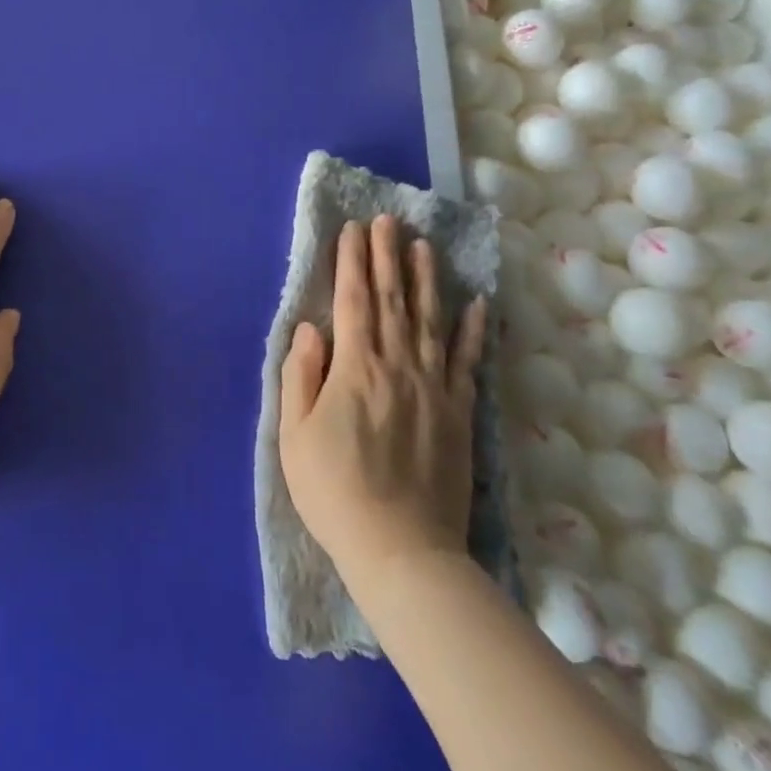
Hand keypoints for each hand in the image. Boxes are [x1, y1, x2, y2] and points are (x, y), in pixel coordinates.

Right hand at [279, 216, 486, 577]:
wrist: (401, 550)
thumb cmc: (334, 491)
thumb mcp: (295, 434)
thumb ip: (301, 375)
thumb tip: (310, 328)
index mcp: (355, 368)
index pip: (353, 301)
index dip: (351, 262)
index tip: (352, 230)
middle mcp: (398, 366)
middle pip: (392, 300)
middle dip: (386, 256)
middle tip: (386, 220)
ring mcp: (435, 387)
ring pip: (431, 320)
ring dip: (426, 279)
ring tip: (423, 245)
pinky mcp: (460, 413)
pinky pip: (467, 362)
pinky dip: (473, 331)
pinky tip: (476, 304)